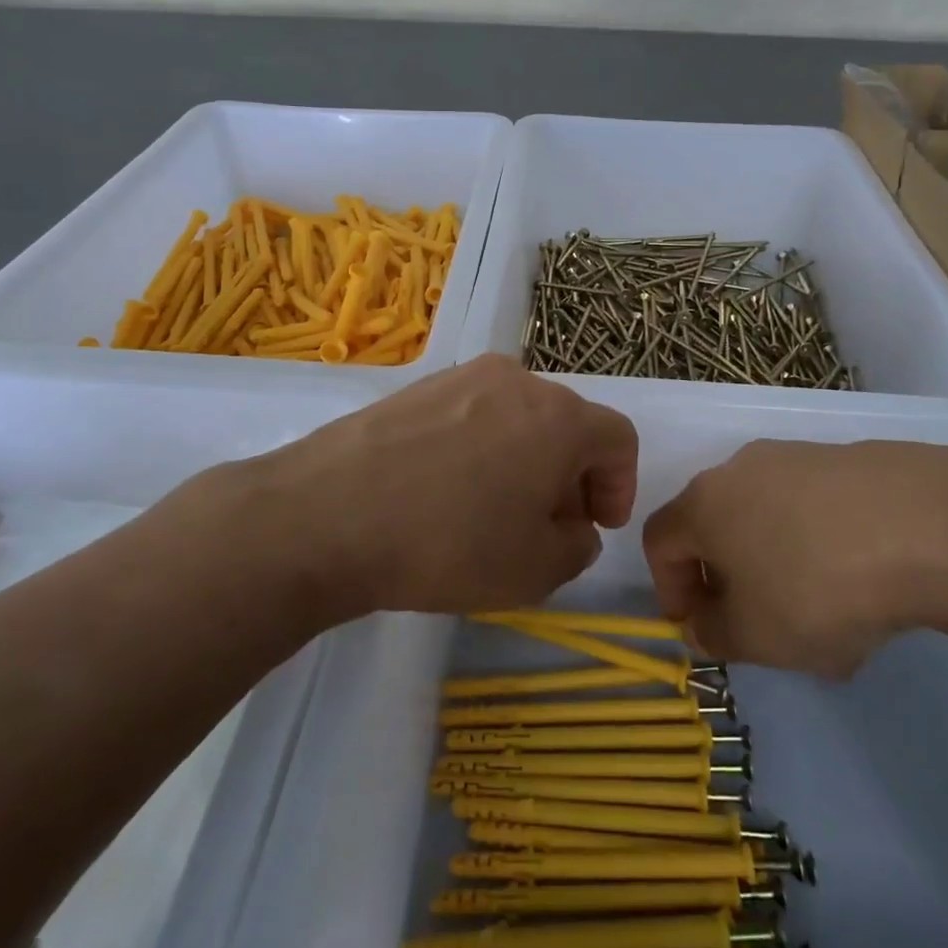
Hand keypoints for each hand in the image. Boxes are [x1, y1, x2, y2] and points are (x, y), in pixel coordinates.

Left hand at [202, 356, 638, 618]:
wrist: (327, 515)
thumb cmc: (448, 543)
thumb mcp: (536, 570)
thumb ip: (577, 546)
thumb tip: (572, 524)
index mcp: (558, 416)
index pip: (617, 438)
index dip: (619, 485)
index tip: (596, 525)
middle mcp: (515, 380)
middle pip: (566, 423)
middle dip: (571, 475)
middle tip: (547, 525)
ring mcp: (461, 377)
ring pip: (517, 416)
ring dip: (525, 459)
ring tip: (493, 510)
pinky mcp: (417, 387)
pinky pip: (472, 414)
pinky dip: (481, 447)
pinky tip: (446, 490)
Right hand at [641, 440, 947, 675]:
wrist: (931, 525)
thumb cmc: (819, 586)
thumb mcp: (757, 636)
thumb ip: (714, 635)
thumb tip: (702, 624)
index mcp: (703, 504)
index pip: (659, 541)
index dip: (670, 588)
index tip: (702, 627)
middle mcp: (740, 469)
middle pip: (715, 526)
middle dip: (730, 580)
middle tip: (762, 626)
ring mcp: (797, 457)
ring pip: (769, 519)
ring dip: (779, 565)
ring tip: (826, 617)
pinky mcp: (849, 459)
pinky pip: (816, 508)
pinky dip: (823, 545)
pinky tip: (867, 584)